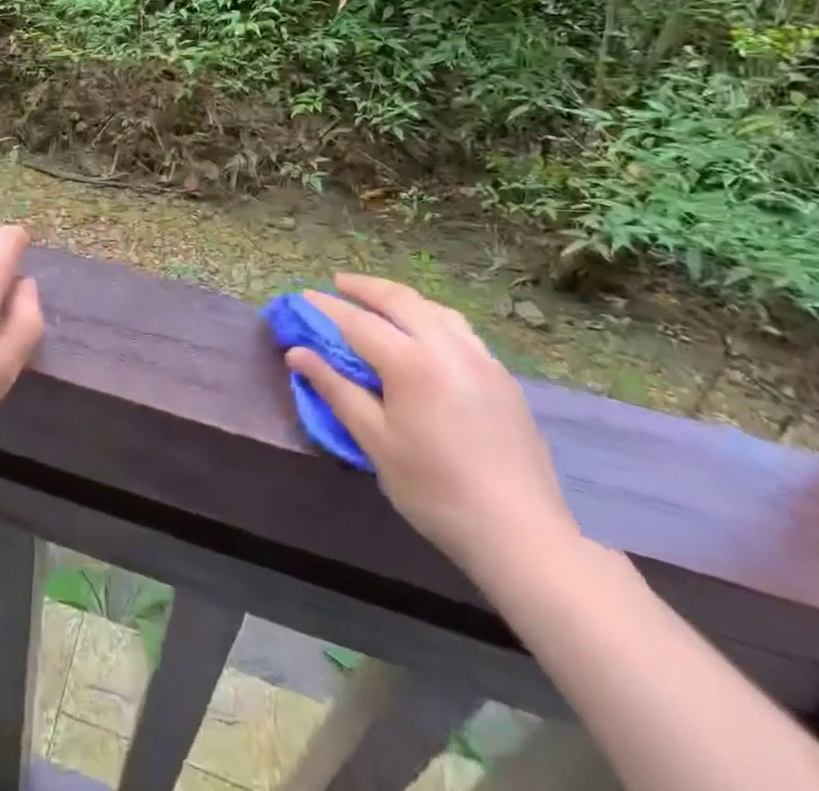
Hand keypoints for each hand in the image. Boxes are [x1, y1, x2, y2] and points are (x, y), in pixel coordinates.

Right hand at [286, 275, 580, 580]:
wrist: (521, 534)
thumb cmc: (435, 490)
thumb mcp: (375, 441)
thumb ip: (336, 390)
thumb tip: (297, 353)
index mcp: (412, 363)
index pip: (358, 322)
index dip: (327, 308)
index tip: (303, 297)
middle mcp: (447, 347)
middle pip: (399, 300)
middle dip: (365, 288)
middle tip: (338, 283)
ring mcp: (480, 358)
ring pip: (434, 309)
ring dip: (400, 298)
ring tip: (378, 299)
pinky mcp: (501, 376)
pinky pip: (458, 328)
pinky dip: (430, 316)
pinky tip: (424, 331)